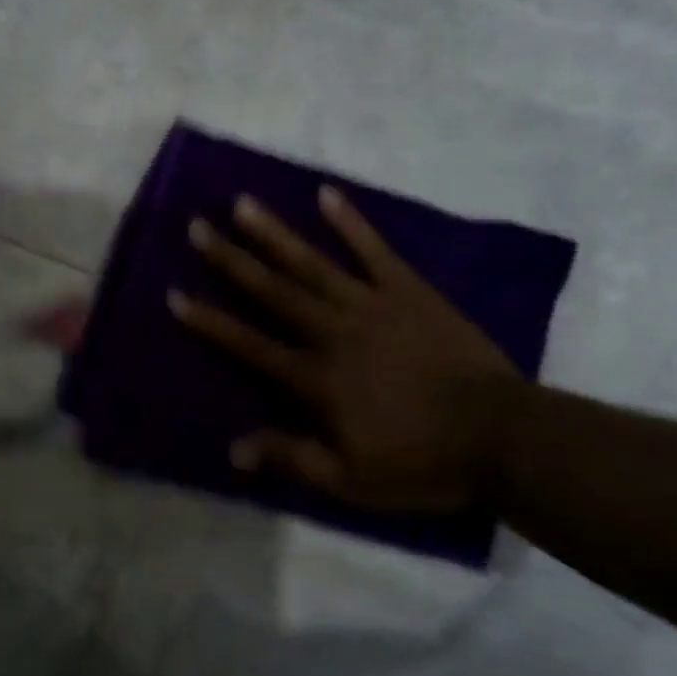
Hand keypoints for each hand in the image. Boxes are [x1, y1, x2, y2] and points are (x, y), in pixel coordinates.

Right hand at [171, 186, 520, 512]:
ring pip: (313, 263)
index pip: (251, 345)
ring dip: (275, 233)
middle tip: (197, 227)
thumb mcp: (351, 481)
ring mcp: (372, 305)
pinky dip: (351, 222)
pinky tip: (325, 194)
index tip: (176, 295)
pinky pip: (374, 250)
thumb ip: (292, 458)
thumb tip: (233, 448)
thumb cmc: (422, 461)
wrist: (500, 435)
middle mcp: (334, 331)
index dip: (211, 322)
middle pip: (273, 291)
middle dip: (231, 260)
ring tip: (242, 203)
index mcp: (317, 378)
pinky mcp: (409, 290)